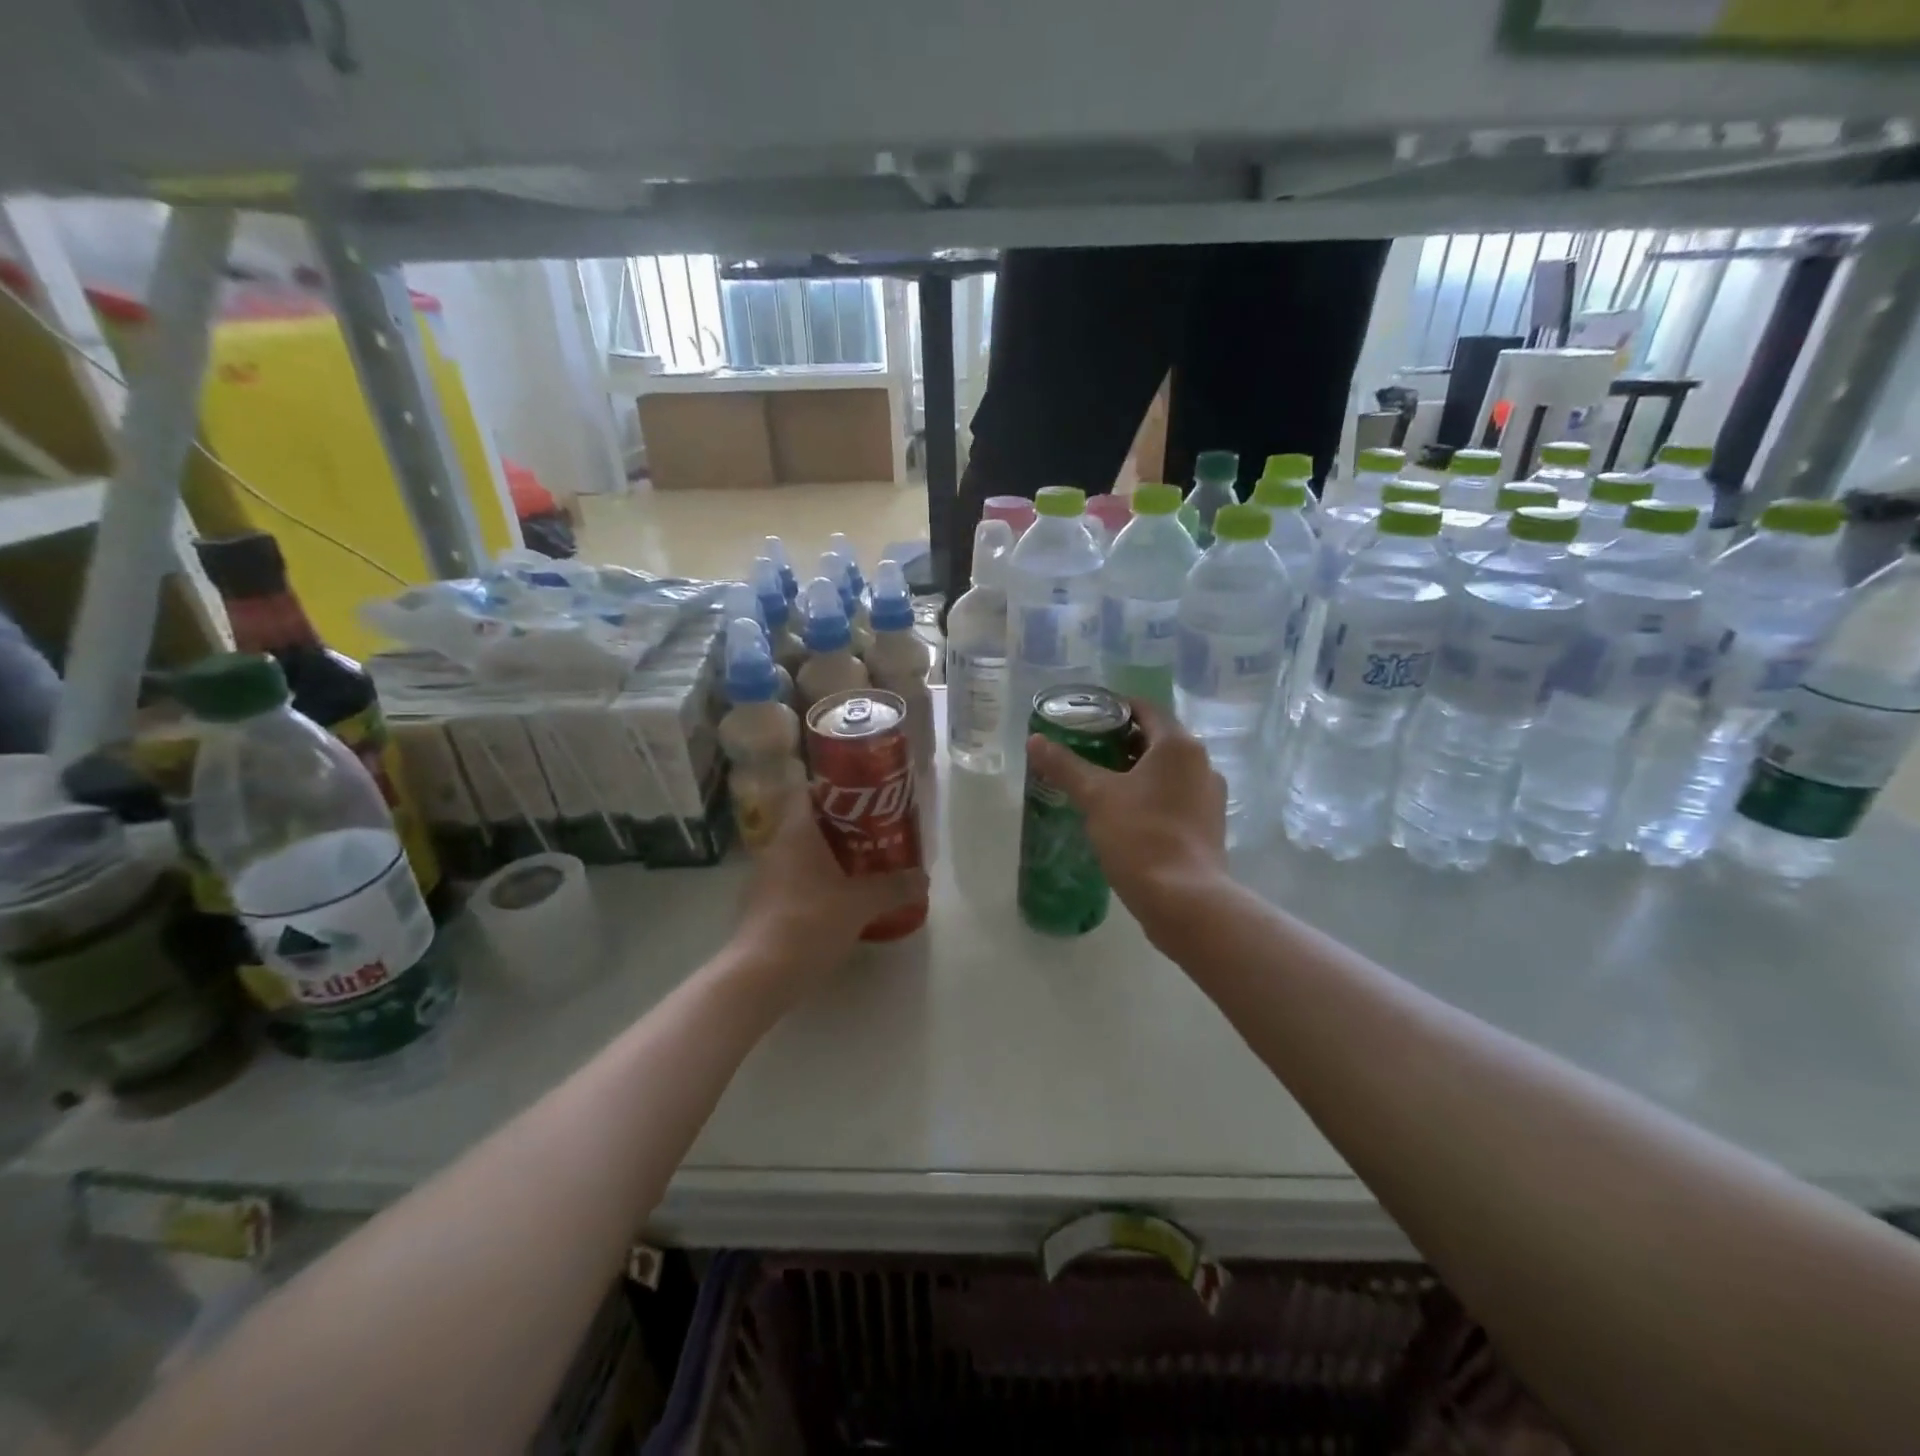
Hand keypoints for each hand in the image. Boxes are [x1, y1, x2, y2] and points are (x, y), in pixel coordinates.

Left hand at [733, 791, 926, 995]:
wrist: (759, 975)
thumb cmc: (810, 923)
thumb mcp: (861, 904)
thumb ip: (894, 887)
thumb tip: (924, 878)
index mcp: (797, 833)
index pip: (811, 793)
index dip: (837, 791)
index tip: (866, 799)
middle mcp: (777, 847)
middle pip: (811, 824)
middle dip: (843, 828)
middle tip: (877, 834)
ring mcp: (766, 877)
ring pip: (803, 855)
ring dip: (831, 858)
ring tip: (865, 866)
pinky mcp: (763, 906)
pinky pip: (795, 881)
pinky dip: (817, 883)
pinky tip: (840, 900)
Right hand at [1027, 697, 1227, 924]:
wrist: (1185, 900)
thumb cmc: (1140, 836)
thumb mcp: (1096, 797)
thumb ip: (1065, 765)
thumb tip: (1034, 740)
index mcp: (1178, 745)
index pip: (1146, 709)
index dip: (1115, 708)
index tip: (1086, 717)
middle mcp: (1202, 763)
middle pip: (1157, 739)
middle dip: (1122, 742)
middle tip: (1086, 750)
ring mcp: (1209, 796)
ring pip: (1167, 770)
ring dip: (1136, 770)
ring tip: (1100, 783)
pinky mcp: (1209, 825)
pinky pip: (1176, 796)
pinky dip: (1152, 795)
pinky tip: (1126, 814)